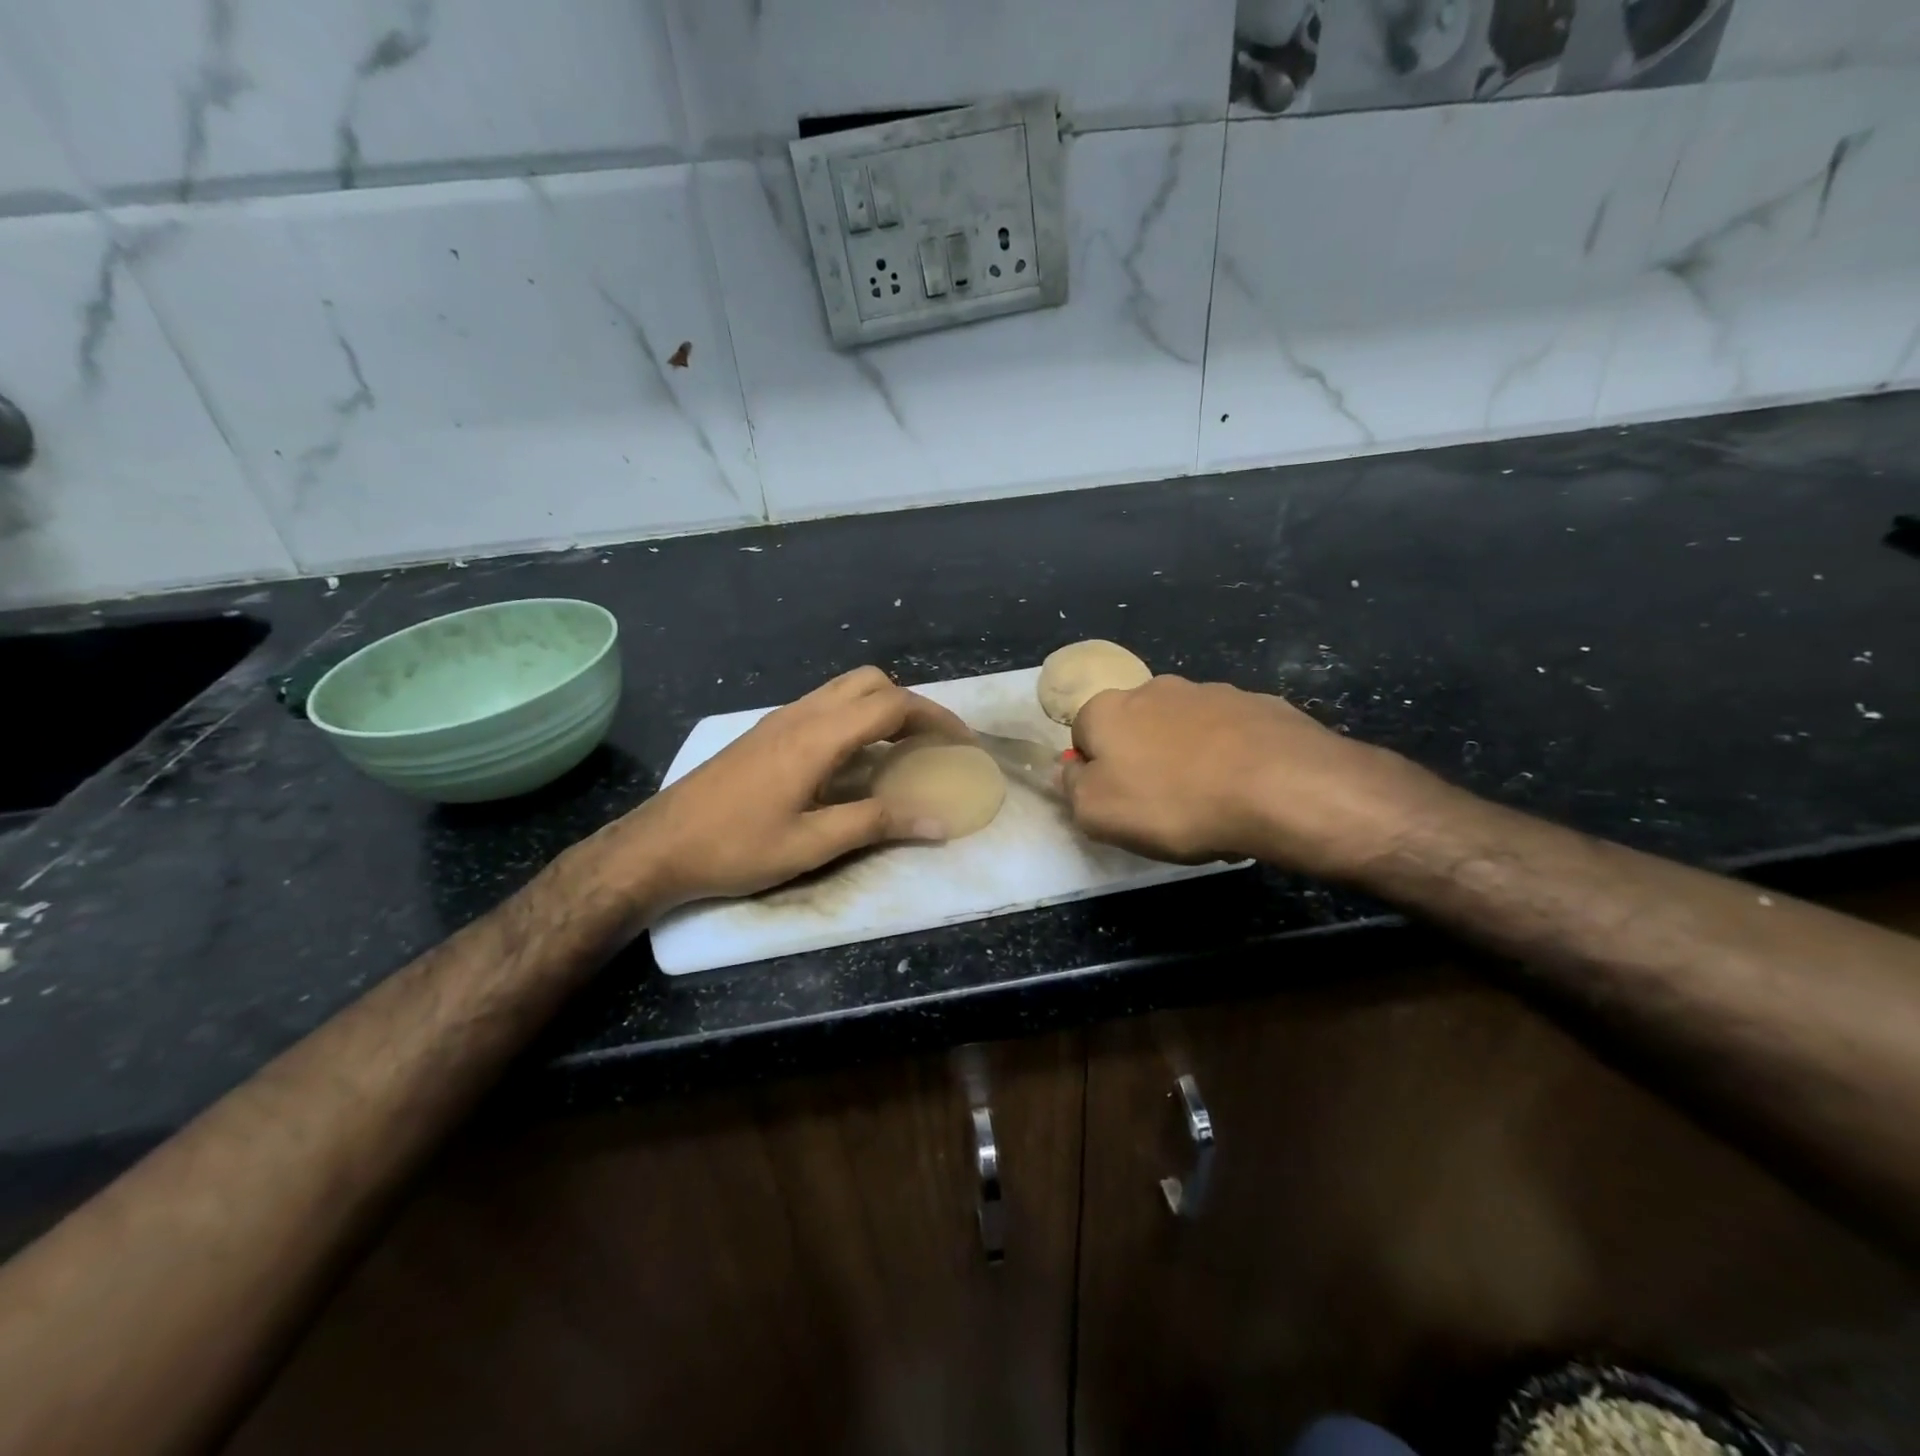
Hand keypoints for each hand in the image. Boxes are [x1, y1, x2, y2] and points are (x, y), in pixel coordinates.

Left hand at [598, 667, 971, 913]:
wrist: (659, 845)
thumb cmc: (735, 848)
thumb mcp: (812, 844)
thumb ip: (877, 823)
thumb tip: (939, 821)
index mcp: (818, 736)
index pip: (892, 706)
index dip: (936, 719)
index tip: (963, 745)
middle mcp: (802, 714)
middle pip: (872, 682)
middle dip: (911, 705)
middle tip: (932, 744)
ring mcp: (780, 718)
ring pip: (846, 688)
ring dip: (882, 707)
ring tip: (902, 749)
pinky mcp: (766, 730)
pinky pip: (825, 704)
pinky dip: (856, 716)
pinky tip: (855, 757)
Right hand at [1061, 676, 1442, 877]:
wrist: (1279, 787)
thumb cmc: (1174, 802)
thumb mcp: (1098, 813)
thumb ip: (1071, 789)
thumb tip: (1066, 771)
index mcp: (1108, 709)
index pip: (1082, 735)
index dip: (1094, 772)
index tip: (1117, 804)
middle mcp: (1154, 688)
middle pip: (1134, 728)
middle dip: (1142, 761)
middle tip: (1160, 806)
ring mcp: (1210, 692)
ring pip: (1183, 730)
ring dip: (1185, 758)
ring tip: (1208, 803)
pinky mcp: (1257, 704)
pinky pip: (1229, 735)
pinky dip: (1229, 758)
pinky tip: (1244, 791)